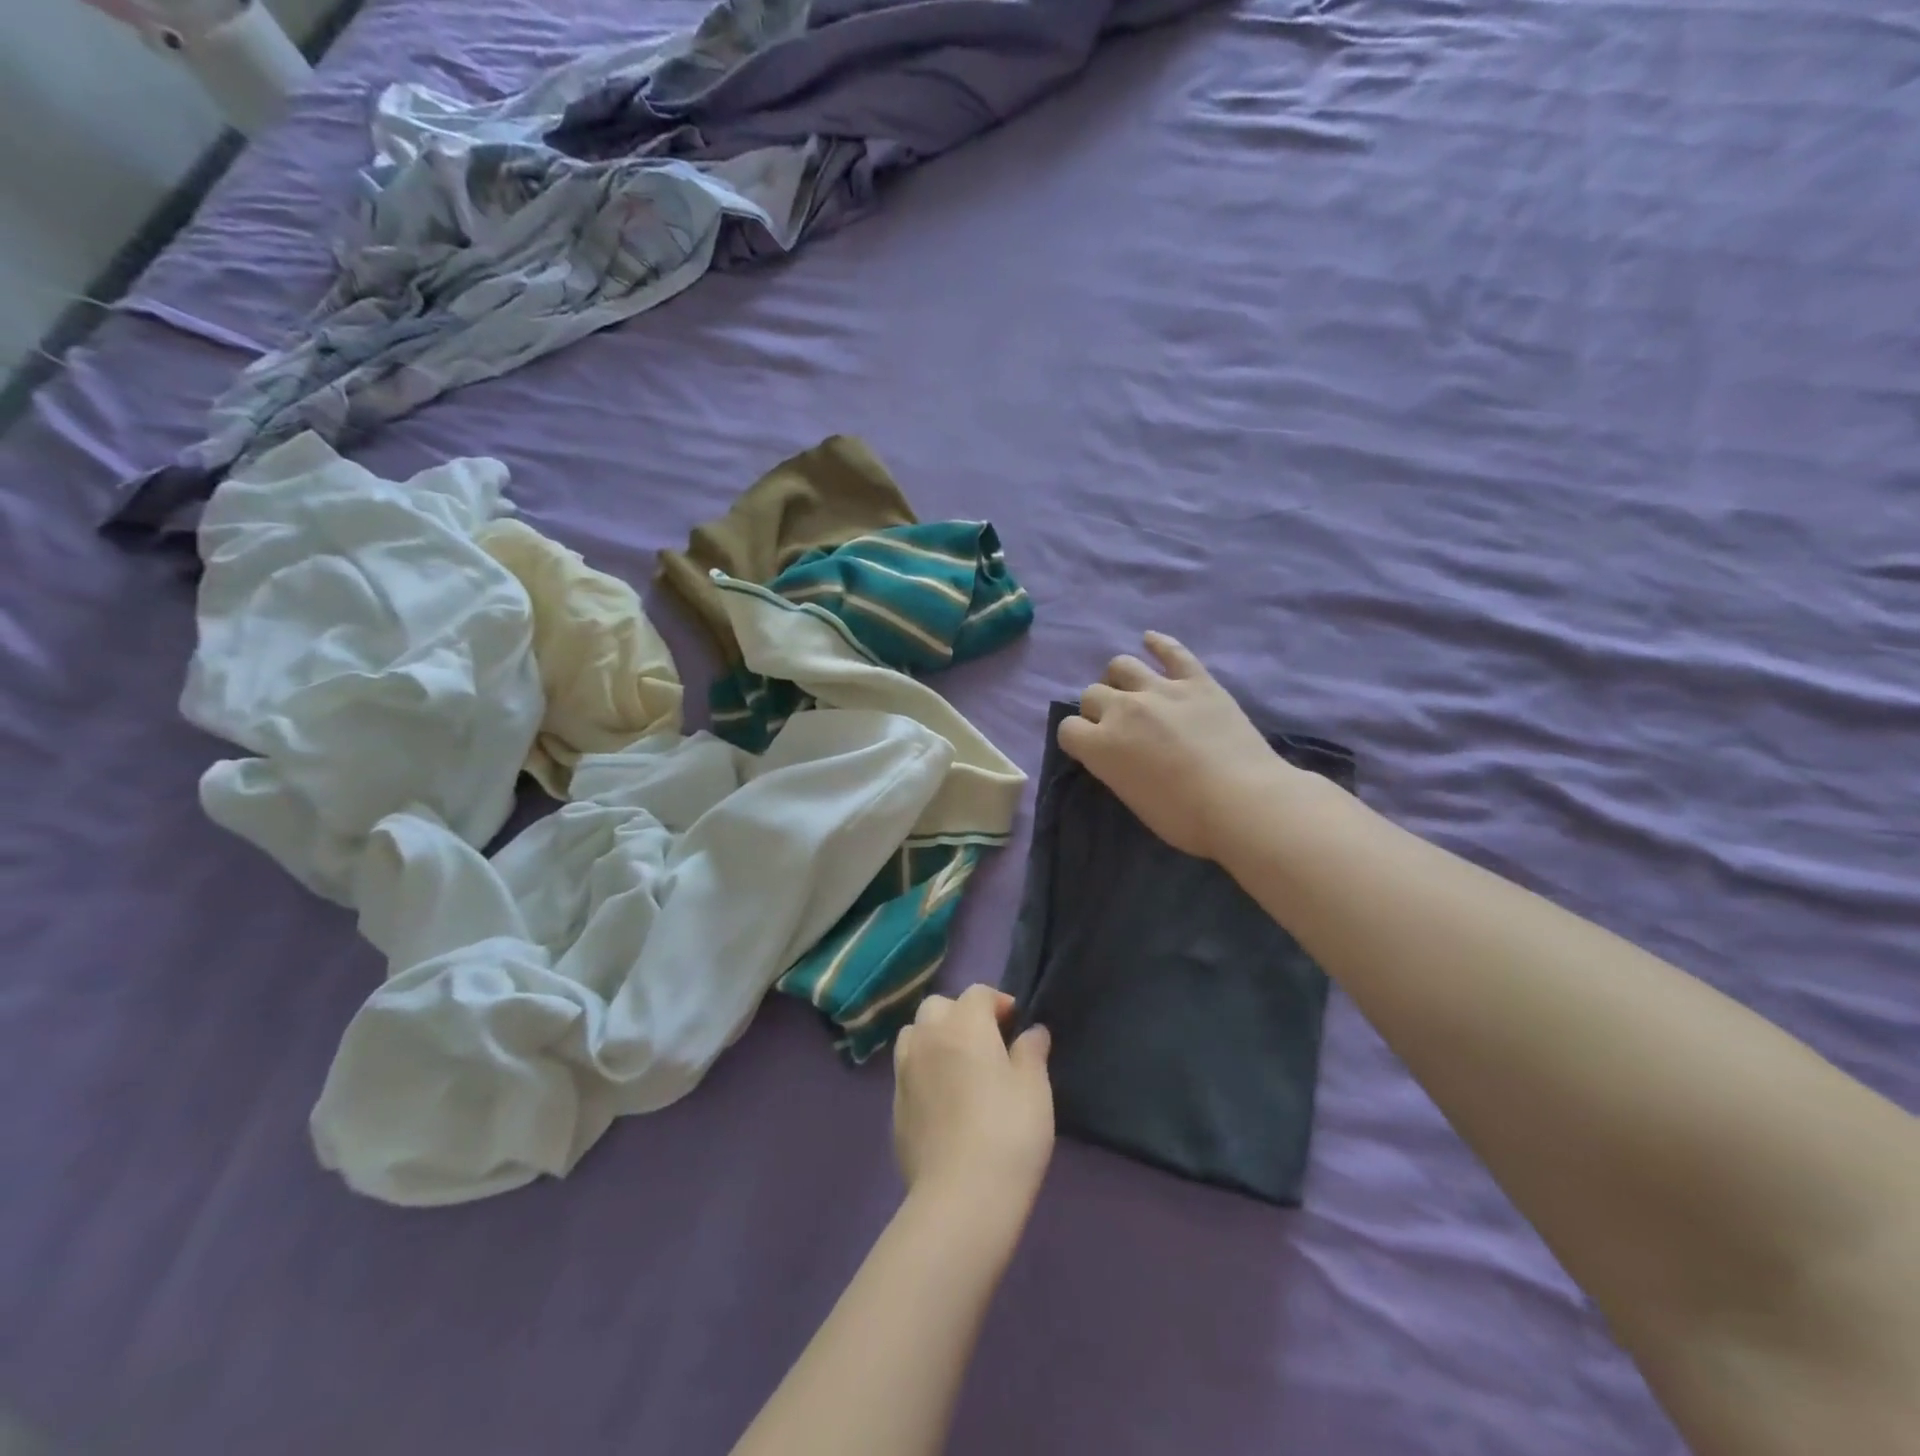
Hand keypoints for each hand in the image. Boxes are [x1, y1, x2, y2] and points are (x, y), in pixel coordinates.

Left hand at [892, 985, 1052, 1212]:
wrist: (961, 1197)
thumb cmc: (1008, 1132)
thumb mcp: (1035, 1088)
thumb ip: (1031, 1052)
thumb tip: (1031, 1032)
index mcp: (963, 1025)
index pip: (977, 993)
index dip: (998, 1003)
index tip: (1016, 1026)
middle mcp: (927, 1037)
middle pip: (938, 1006)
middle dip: (961, 1014)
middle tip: (987, 1043)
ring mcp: (905, 1071)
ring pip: (915, 1034)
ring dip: (934, 1038)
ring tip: (959, 1066)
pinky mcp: (894, 1106)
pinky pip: (907, 1071)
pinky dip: (923, 1071)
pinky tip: (943, 1101)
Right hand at [1058, 632, 1283, 860]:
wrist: (1243, 802)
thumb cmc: (1185, 818)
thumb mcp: (1133, 799)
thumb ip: (1116, 768)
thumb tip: (1120, 755)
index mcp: (1100, 746)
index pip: (1068, 729)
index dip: (1078, 739)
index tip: (1093, 749)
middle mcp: (1122, 709)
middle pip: (1092, 694)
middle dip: (1098, 709)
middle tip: (1119, 727)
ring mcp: (1160, 690)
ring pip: (1121, 665)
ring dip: (1120, 679)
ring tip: (1133, 692)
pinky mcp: (1197, 681)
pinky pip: (1172, 652)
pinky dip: (1159, 644)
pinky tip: (1150, 640)